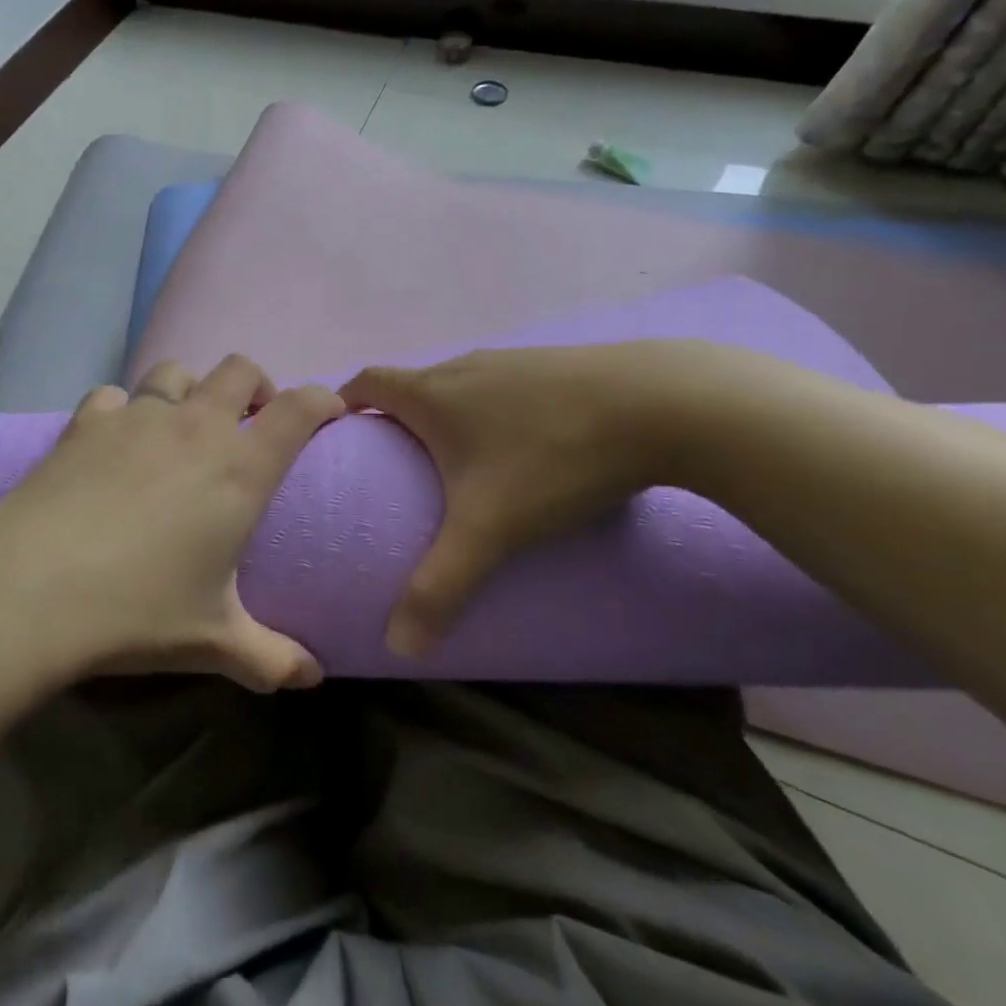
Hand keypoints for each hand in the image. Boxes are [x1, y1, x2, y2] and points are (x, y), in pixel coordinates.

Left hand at [0, 355, 345, 690]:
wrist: (31, 590)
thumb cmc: (138, 612)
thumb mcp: (214, 641)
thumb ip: (271, 658)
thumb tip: (312, 678)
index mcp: (240, 468)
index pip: (300, 409)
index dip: (322, 400)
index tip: (328, 413)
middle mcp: (195, 427)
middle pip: (239, 369)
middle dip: (256, 385)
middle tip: (250, 422)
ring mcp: (138, 417)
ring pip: (176, 371)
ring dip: (190, 390)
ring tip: (183, 428)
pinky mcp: (87, 422)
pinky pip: (114, 396)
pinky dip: (123, 410)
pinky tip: (114, 443)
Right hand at [341, 342, 693, 656]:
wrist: (663, 404)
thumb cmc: (552, 457)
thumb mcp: (490, 529)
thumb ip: (439, 586)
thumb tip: (396, 644)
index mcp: (433, 392)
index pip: (367, 382)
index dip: (345, 403)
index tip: (341, 435)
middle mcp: (465, 366)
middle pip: (413, 385)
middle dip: (397, 418)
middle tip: (399, 467)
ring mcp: (514, 360)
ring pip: (462, 385)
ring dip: (449, 415)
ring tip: (461, 463)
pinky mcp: (558, 365)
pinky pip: (506, 387)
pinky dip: (496, 411)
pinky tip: (528, 447)